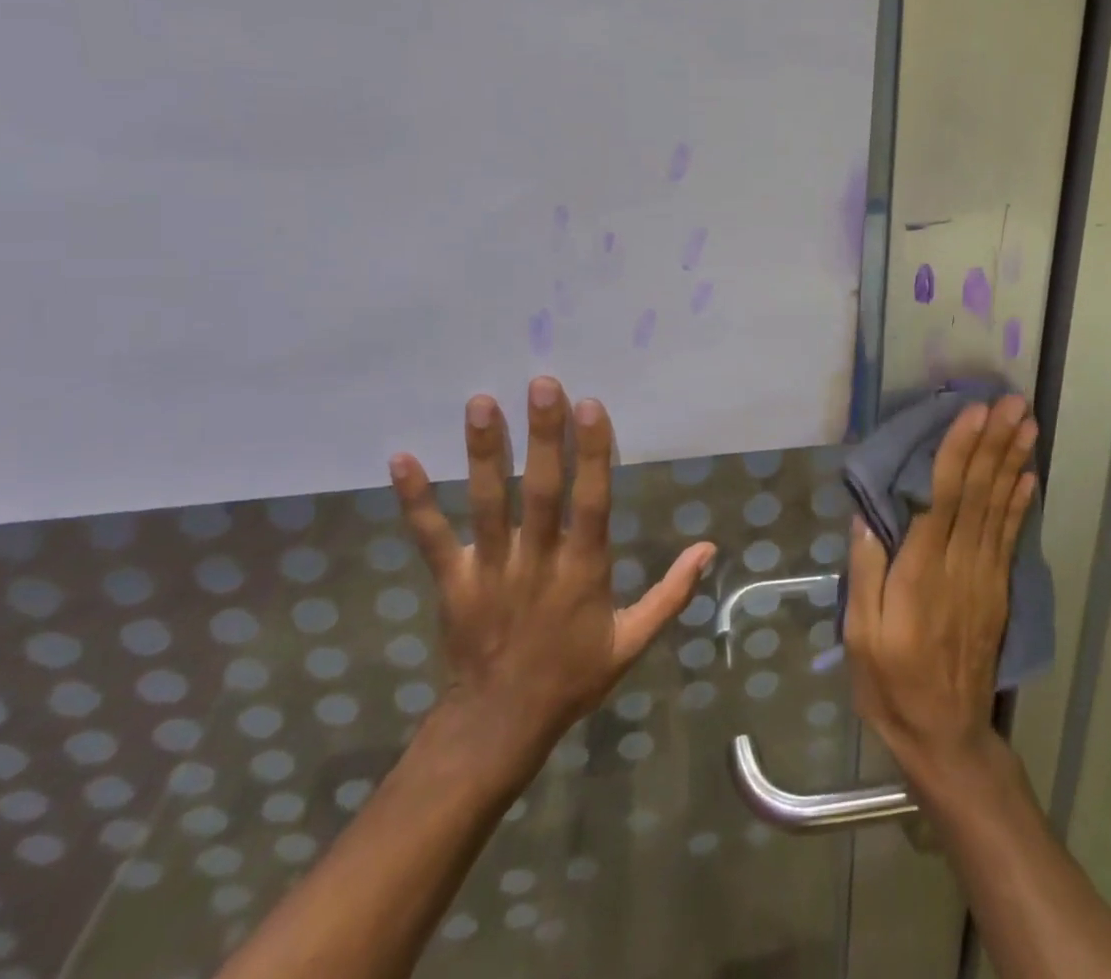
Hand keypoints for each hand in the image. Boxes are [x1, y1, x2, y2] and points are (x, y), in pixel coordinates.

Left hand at [387, 377, 715, 780]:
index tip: (591, 405)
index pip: (592, 501)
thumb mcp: (633, 642)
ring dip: (484, 453)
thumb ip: (672, 592)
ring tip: (481, 403)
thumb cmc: (573, 677)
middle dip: (543, 435)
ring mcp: (491, 570)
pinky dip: (416, 500)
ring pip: (488, 503)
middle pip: (541, 490)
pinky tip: (401, 459)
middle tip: (541, 384)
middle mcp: (537, 561)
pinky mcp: (452, 582)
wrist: (499, 727)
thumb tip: (709, 547)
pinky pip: (431, 538)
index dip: (593, 453)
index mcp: (584, 571)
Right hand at [844, 394, 1037, 784]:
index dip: (958, 453)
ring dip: (1013, 461)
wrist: (947, 737)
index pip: (942, 499)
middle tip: (1012, 402)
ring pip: (999, 507)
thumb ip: (866, 574)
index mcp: (921, 573)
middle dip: (994, 443)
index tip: (973, 414)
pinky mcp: (997, 589)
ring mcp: (985, 577)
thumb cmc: (891, 684)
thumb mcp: (860, 637)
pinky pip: (1010, 537)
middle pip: (979, 493)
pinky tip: (1029, 475)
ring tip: (1026, 423)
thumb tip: (867, 517)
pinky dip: (1021, 502)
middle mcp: (960, 566)